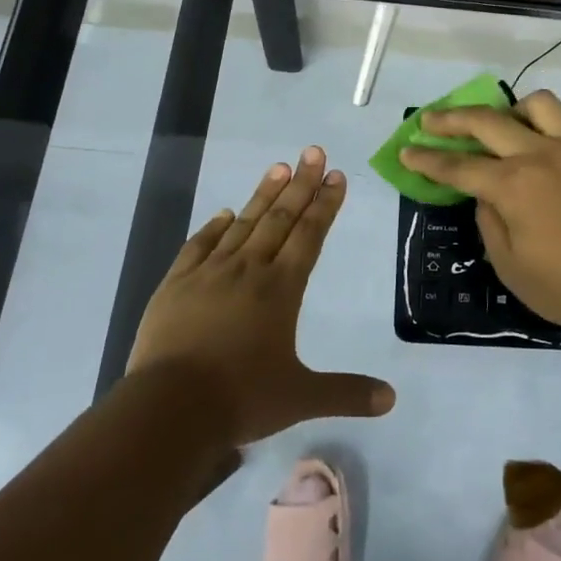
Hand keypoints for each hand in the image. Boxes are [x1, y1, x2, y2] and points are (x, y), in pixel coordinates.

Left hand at [128, 146, 395, 445]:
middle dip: (300, 183)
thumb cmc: (240, 399)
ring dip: (263, 195)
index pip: (309, 235)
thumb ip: (347, 393)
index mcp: (281, 289)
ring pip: (243, 224)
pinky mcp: (176, 284)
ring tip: (278, 167)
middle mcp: (248, 270)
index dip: (324, 204)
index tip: (335, 175)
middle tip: (312, 151)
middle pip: (280, 218)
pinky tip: (223, 214)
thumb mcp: (300, 398)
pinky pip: (199, 245)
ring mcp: (209, 273)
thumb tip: (392, 399)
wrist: (169, 409)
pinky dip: (214, 227)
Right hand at [398, 90, 560, 338]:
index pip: (457, 166)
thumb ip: (489, 221)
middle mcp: (538, 155)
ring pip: (534, 105)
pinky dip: (541, 126)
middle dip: (450, 119)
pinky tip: (537, 148)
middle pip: (486, 121)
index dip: (427, 160)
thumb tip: (484, 194)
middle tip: (429, 120)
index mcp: (511, 186)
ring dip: (507, 110)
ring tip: (498, 125)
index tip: (406, 151)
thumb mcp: (510, 265)